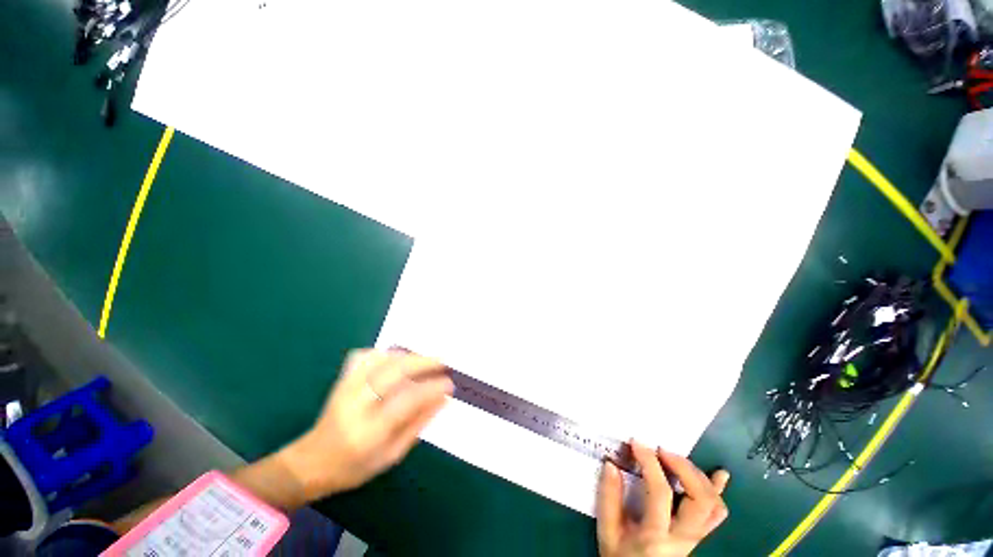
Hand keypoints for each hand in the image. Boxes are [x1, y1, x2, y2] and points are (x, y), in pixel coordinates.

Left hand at [280, 349, 452, 500]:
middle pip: (394, 371)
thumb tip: (443, 399)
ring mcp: (347, 389)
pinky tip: (398, 359)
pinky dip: (387, 353)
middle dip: (423, 362)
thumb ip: (418, 424)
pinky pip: (367, 356)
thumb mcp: (392, 455)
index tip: (449, 384)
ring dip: (408, 356)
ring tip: (425, 361)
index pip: (408, 401)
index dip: (432, 388)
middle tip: (442, 361)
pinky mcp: (342, 380)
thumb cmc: (355, 467)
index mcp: (370, 431)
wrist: (312, 462)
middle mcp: (357, 405)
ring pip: (382, 359)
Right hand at [596, 441, 729, 556]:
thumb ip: (608, 498)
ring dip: (697, 476)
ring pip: (713, 505)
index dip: (650, 463)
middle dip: (683, 467)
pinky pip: (717, 514)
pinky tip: (719, 473)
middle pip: (700, 499)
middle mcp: (683, 538)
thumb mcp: (607, 532)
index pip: (661, 492)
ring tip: (676, 460)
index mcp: (656, 535)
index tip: (637, 443)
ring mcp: (695, 538)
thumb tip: (611, 464)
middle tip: (662, 451)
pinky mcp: (698, 536)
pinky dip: (718, 491)